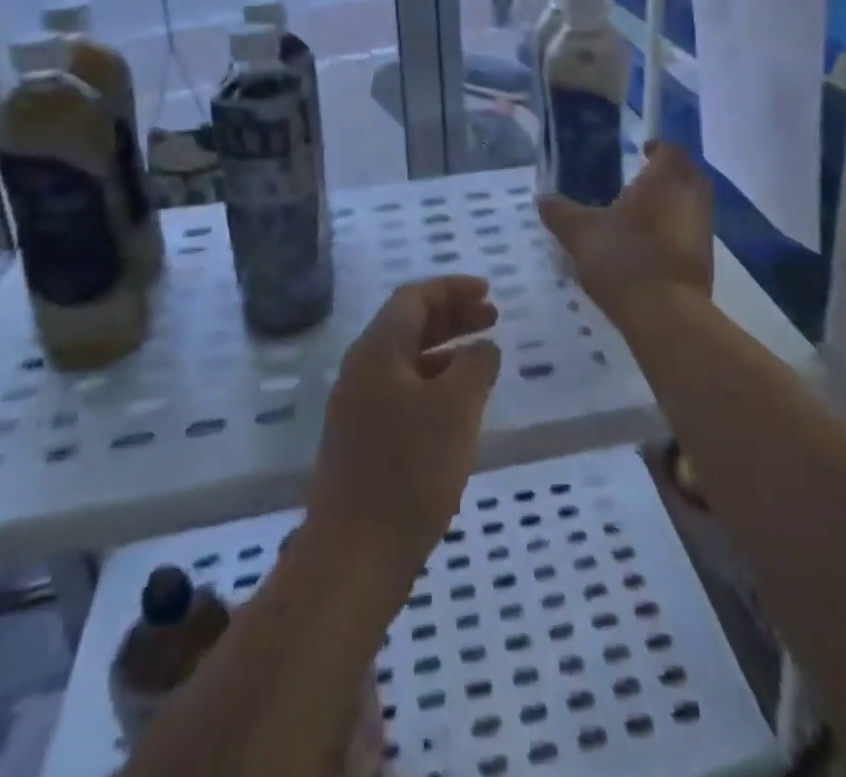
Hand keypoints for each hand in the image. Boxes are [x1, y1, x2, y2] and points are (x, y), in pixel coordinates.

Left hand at [307, 276, 501, 583]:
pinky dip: (435, 382)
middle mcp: (362, 370)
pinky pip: (403, 390)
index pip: (414, 297)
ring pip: (407, 359)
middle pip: (409, 324)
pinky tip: (460, 405)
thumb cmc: (409, 472)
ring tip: (484, 356)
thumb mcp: (456, 408)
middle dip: (452, 315)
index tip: (489, 292)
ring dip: (446, 349)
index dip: (452, 289)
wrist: (352, 557)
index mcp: (377, 350)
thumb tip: (483, 347)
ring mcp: (358, 407)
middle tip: (493, 318)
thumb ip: (476, 365)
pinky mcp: (363, 441)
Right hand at [538, 140, 713, 327]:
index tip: (642, 152)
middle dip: (668, 174)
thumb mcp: (581, 234)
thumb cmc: (624, 258)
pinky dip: (676, 230)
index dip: (657, 148)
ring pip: (692, 203)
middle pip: (687, 174)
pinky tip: (651, 245)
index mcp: (665, 179)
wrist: (665, 313)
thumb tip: (542, 198)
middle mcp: (691, 196)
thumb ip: (560, 213)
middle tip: (641, 180)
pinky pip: (691, 231)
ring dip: (673, 203)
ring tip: (642, 214)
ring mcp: (703, 228)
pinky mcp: (706, 258)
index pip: (670, 149)